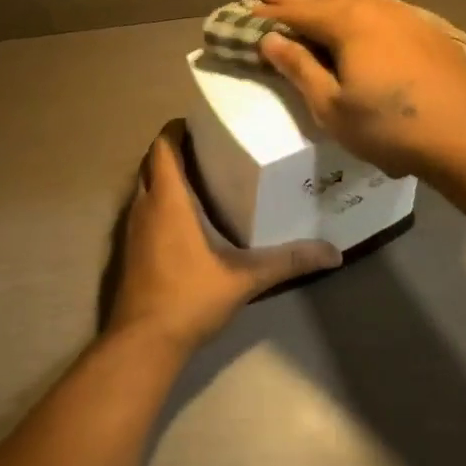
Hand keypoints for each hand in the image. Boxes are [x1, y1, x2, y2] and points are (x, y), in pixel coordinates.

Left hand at [106, 122, 340, 353]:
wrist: (143, 341)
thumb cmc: (190, 297)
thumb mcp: (246, 278)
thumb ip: (289, 261)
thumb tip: (335, 253)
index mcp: (168, 199)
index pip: (162, 146)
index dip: (177, 129)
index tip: (202, 123)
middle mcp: (145, 205)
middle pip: (152, 162)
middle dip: (174, 150)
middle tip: (210, 149)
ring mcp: (132, 229)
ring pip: (144, 187)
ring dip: (166, 177)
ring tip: (203, 178)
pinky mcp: (130, 250)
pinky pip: (143, 210)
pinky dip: (160, 202)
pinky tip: (187, 219)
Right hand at [254, 0, 465, 178]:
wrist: (465, 133)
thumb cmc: (388, 127)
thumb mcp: (332, 106)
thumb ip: (301, 70)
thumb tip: (271, 40)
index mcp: (347, 26)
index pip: (301, 13)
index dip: (274, 11)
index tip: (251, 6)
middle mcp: (375, 12)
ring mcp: (406, 18)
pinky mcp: (428, 31)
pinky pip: (390, 3)